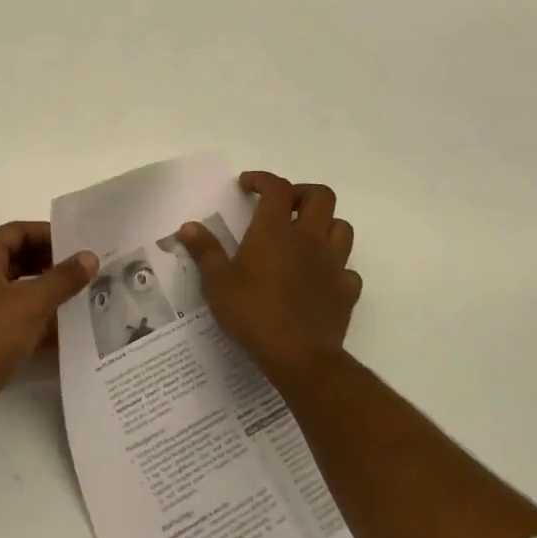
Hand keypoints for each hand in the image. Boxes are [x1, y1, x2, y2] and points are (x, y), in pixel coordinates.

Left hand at [0, 221, 97, 446]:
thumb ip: (62, 278)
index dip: (49, 234)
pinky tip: (71, 333)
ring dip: (50, 295)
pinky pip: (18, 322)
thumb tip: (90, 256)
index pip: (18, 232)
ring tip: (87, 298)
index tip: (81, 244)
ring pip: (21, 293)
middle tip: (89, 271)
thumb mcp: (30, 302)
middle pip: (20, 260)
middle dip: (53, 265)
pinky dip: (41, 324)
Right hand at [177, 172, 360, 390]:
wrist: (299, 357)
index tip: (246, 186)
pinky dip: (336, 266)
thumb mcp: (217, 283)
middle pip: (321, 196)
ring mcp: (333, 264)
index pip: (277, 187)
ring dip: (325, 224)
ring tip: (304, 237)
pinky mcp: (347, 291)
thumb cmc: (253, 313)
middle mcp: (309, 239)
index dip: (262, 179)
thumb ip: (205, 251)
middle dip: (301, 193)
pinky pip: (348, 269)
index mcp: (275, 231)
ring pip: (342, 227)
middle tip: (282, 206)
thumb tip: (188, 226)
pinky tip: (319, 277)